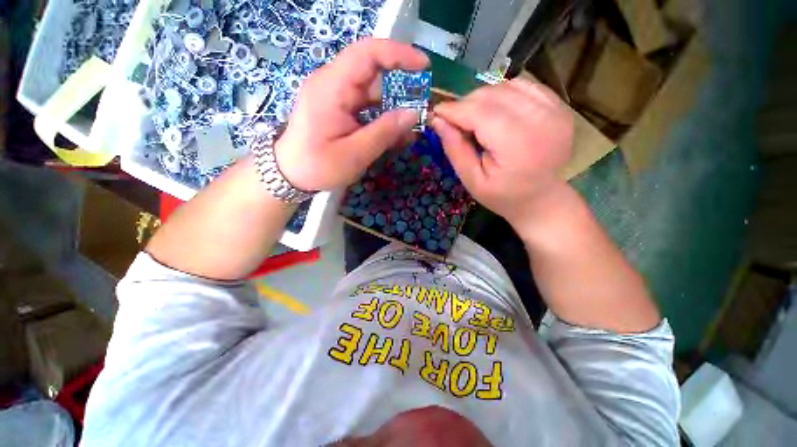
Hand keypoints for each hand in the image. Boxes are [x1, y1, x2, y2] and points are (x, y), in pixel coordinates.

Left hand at [275, 38, 428, 191]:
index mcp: (332, 88)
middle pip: (373, 72)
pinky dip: (382, 116)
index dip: (399, 54)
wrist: (290, 173)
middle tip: (421, 109)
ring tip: (409, 129)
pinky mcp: (338, 107)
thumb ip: (384, 132)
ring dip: (393, 107)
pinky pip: (366, 105)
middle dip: (401, 87)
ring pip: (372, 91)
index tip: (424, 66)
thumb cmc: (318, 166)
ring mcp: (335, 95)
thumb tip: (413, 114)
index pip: (367, 53)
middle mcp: (333, 83)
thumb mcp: (355, 154)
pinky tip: (394, 133)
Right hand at [431, 79, 573, 227]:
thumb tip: (437, 120)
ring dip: (483, 98)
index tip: (437, 112)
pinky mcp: (559, 106)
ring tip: (474, 118)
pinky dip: (503, 94)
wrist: (541, 199)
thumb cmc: (503, 196)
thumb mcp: (472, 181)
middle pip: (493, 95)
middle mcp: (541, 120)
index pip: (479, 113)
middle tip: (454, 121)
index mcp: (518, 145)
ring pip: (507, 86)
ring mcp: (555, 110)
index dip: (454, 109)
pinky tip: (496, 111)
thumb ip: (455, 150)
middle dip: (466, 104)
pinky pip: (524, 86)